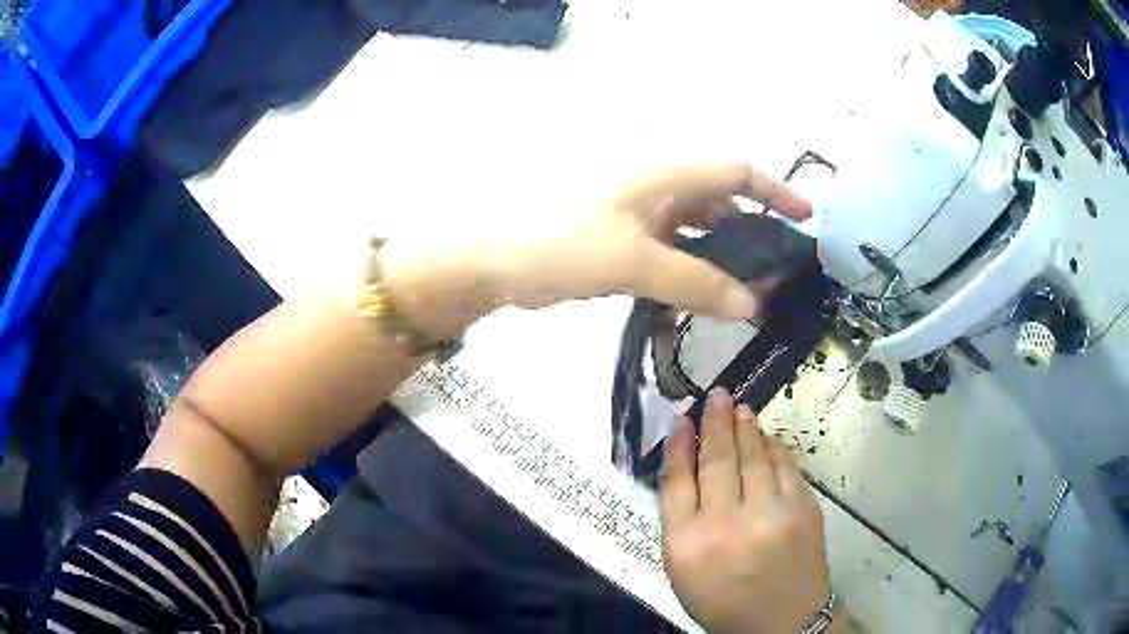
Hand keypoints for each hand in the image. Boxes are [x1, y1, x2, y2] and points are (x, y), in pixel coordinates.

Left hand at [489, 164, 811, 319]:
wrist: (499, 262)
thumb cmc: (564, 244)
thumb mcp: (635, 262)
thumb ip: (696, 282)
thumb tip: (753, 304)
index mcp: (664, 176)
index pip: (735, 173)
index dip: (774, 191)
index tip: (806, 218)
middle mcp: (658, 190)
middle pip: (721, 204)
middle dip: (752, 234)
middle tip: (779, 272)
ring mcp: (641, 217)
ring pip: (698, 233)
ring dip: (723, 259)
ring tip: (750, 294)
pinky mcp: (626, 243)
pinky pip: (672, 255)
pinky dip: (691, 275)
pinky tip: (703, 303)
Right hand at [660, 388, 832, 633]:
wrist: (781, 621)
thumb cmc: (724, 600)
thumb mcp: (684, 571)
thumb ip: (681, 521)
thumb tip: (687, 469)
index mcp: (687, 543)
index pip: (677, 480)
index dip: (679, 445)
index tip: (681, 420)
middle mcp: (725, 523)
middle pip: (716, 459)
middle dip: (714, 422)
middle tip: (715, 396)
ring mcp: (769, 513)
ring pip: (752, 455)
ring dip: (745, 427)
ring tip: (738, 408)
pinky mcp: (802, 508)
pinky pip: (784, 465)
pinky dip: (773, 447)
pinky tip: (766, 437)